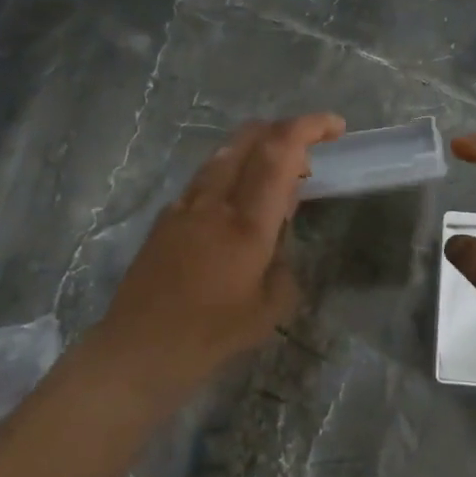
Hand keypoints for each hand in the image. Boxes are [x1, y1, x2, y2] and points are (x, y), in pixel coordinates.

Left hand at [95, 113, 344, 385]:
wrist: (140, 349)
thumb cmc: (212, 334)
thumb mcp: (270, 307)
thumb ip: (284, 262)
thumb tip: (279, 232)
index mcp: (247, 223)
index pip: (280, 152)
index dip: (309, 128)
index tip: (335, 127)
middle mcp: (215, 201)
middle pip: (249, 137)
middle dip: (285, 129)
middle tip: (310, 149)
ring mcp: (185, 204)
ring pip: (224, 153)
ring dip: (256, 149)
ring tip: (276, 176)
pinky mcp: (166, 216)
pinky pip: (205, 179)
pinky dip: (231, 174)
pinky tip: (236, 204)